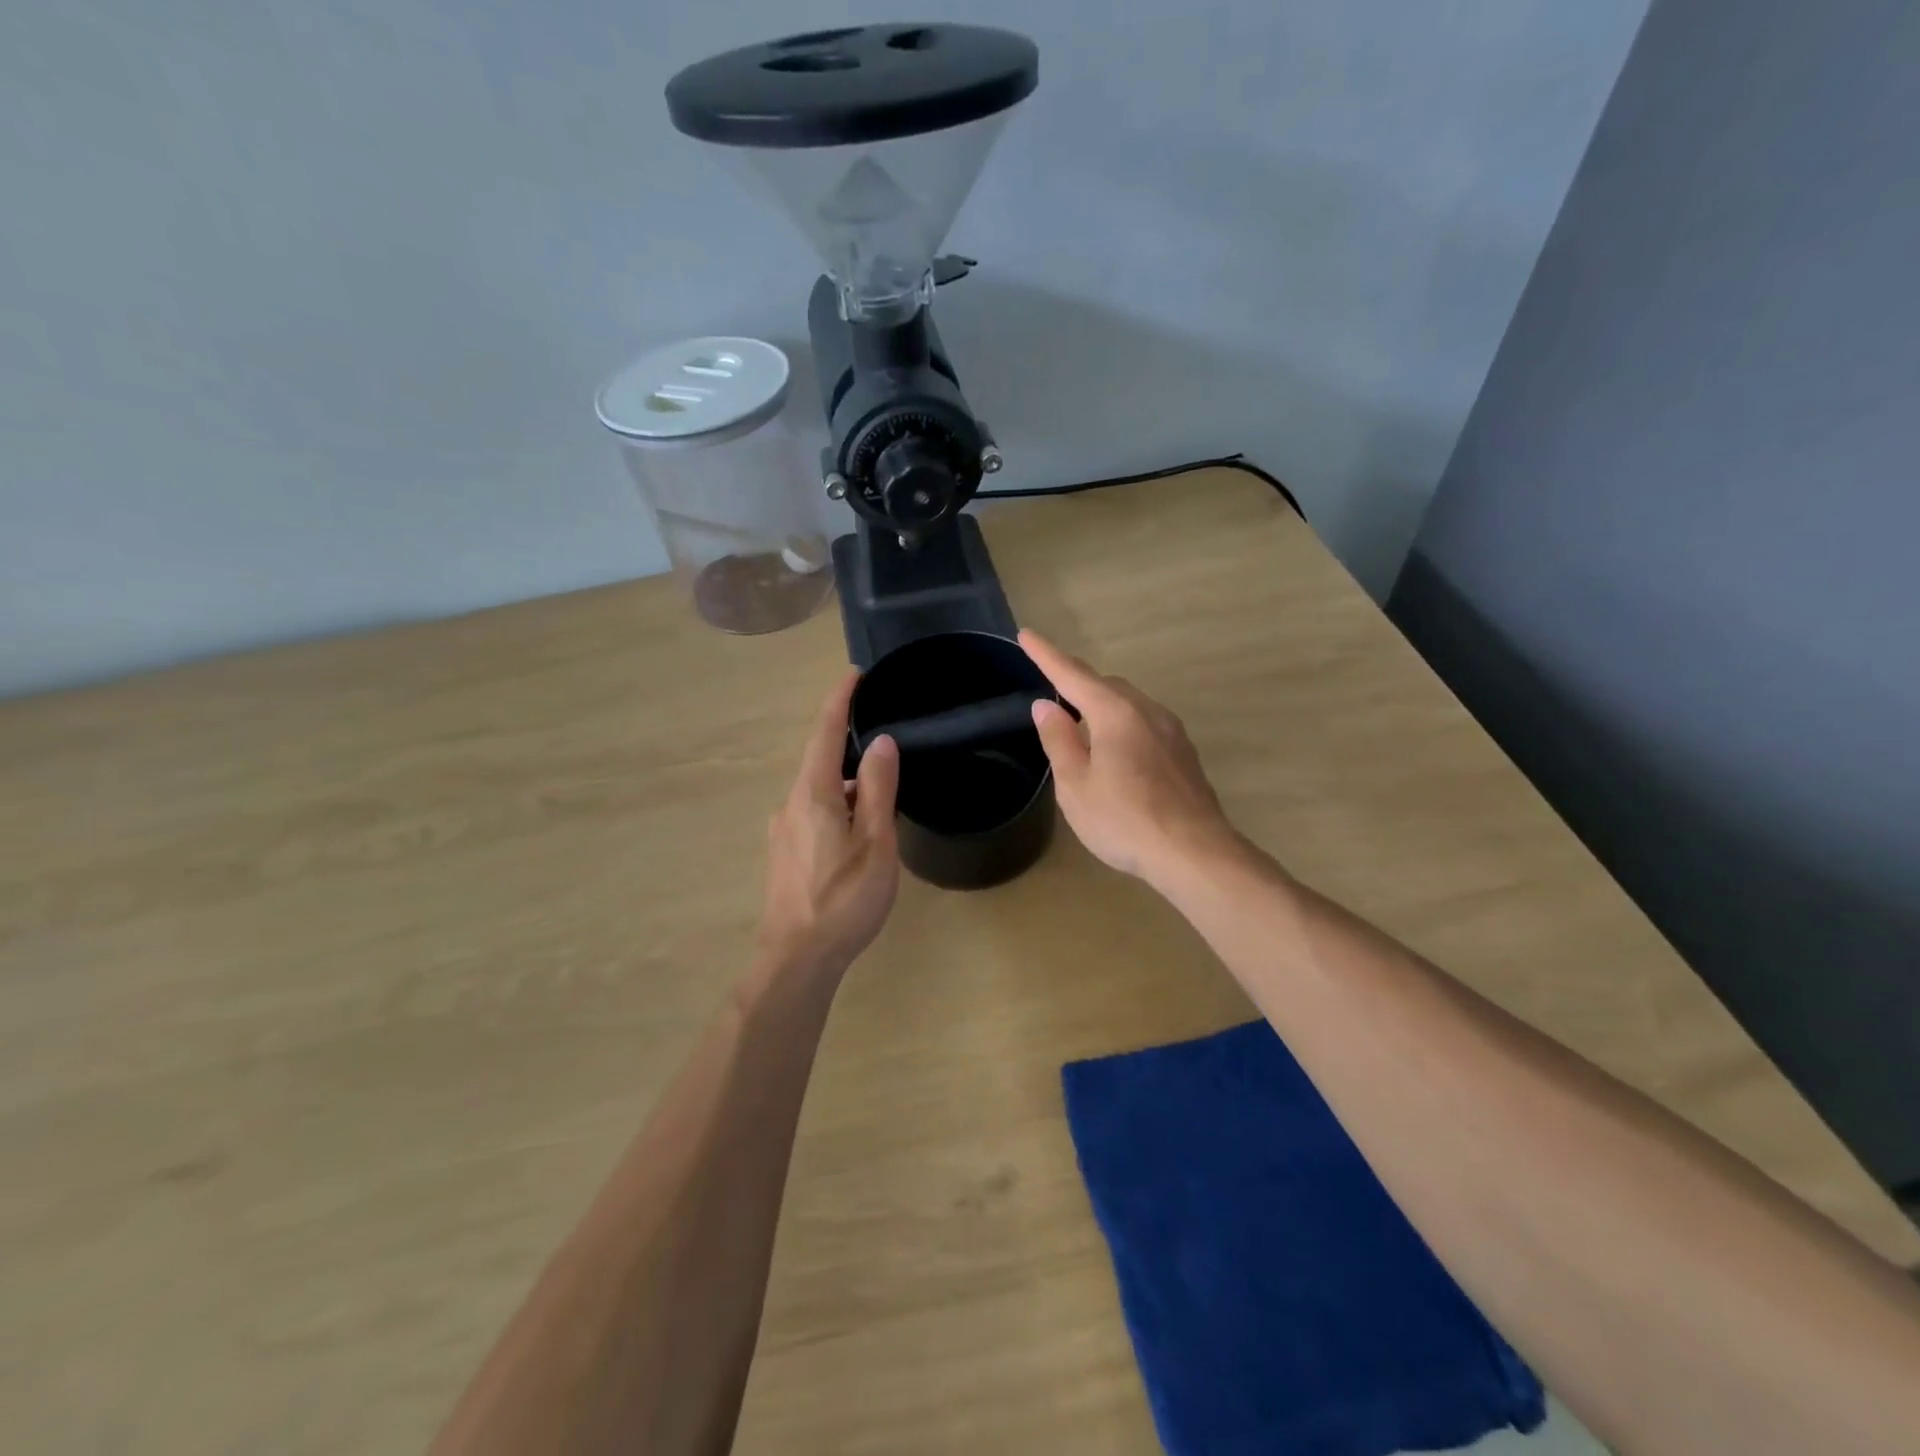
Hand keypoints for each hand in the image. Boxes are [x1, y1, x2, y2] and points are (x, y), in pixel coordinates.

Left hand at [759, 671, 901, 971]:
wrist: (797, 959)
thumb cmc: (844, 899)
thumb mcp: (875, 841)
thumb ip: (878, 789)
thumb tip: (881, 742)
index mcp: (813, 793)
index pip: (825, 732)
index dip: (840, 700)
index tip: (855, 675)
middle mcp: (790, 803)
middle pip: (820, 760)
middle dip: (848, 743)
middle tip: (884, 741)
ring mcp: (783, 831)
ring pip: (818, 790)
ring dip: (847, 782)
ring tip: (882, 795)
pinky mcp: (784, 854)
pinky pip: (813, 813)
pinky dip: (837, 805)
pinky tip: (857, 831)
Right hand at [1019, 630, 1238, 886]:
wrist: (1194, 852)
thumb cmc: (1124, 820)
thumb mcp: (1076, 784)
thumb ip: (1059, 740)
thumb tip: (1046, 705)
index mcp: (1115, 713)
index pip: (1072, 675)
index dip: (1046, 655)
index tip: (1026, 635)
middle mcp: (1147, 711)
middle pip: (1105, 685)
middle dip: (1076, 682)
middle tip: (1053, 693)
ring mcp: (1171, 731)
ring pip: (1129, 704)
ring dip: (1101, 705)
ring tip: (1081, 724)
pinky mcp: (1183, 753)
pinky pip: (1145, 724)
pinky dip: (1122, 724)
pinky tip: (1116, 752)